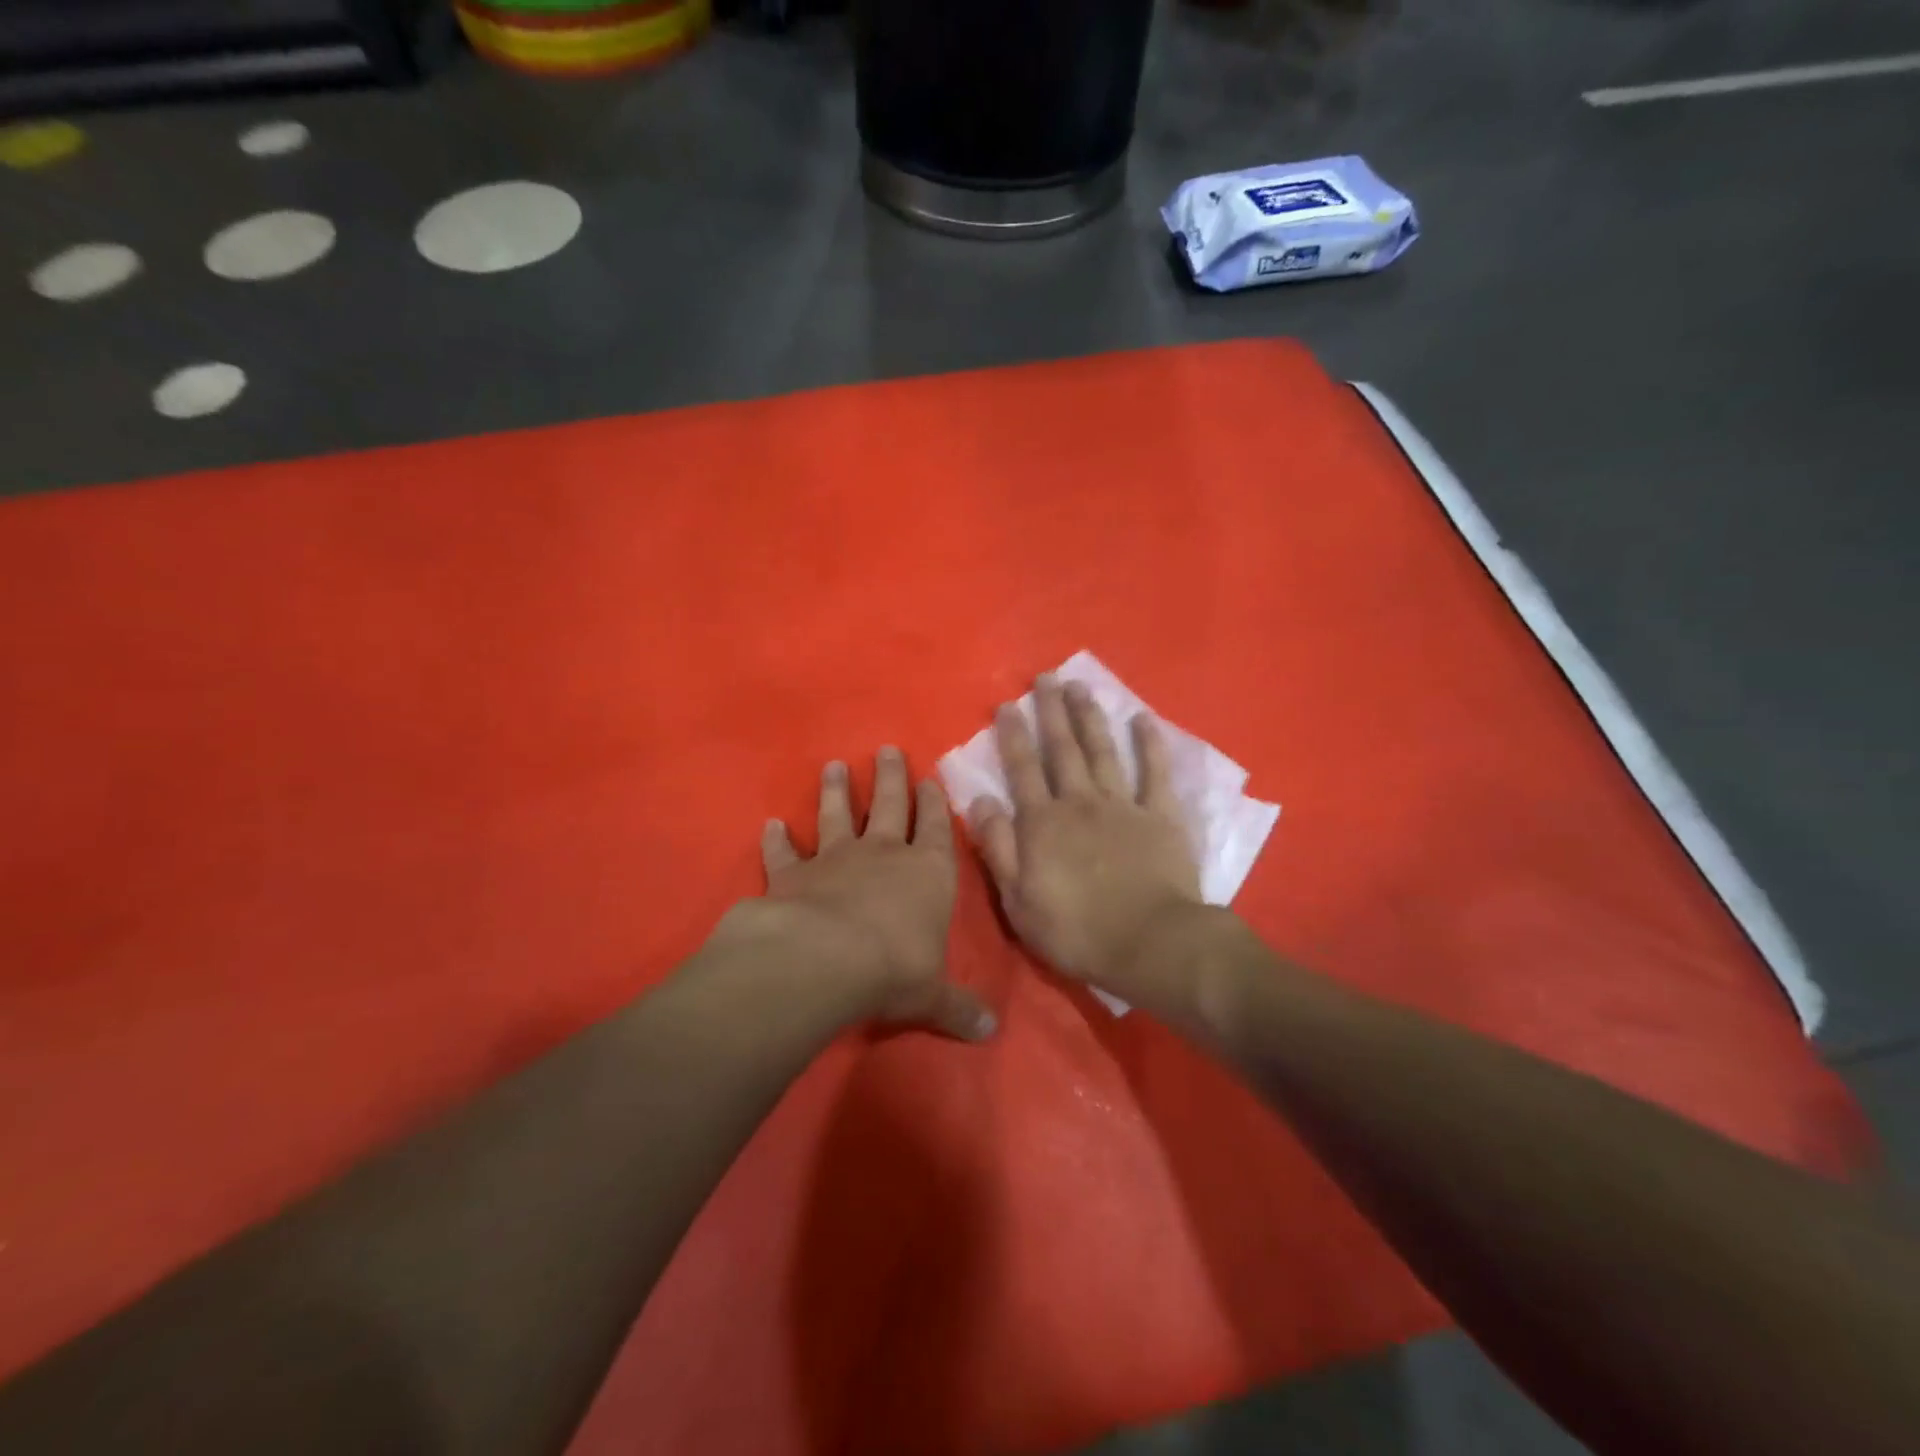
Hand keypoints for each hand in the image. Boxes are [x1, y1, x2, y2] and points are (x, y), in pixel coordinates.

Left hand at [724, 747, 994, 1041]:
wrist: (826, 960)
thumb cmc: (894, 970)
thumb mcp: (933, 995)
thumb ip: (959, 1008)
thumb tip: (990, 1033)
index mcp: (927, 872)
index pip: (936, 828)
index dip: (935, 803)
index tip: (930, 778)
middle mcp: (883, 854)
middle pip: (889, 804)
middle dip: (891, 777)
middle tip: (887, 749)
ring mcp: (835, 858)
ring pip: (837, 814)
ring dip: (836, 791)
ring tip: (833, 766)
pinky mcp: (792, 873)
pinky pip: (783, 851)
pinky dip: (776, 839)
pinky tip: (770, 825)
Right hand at [967, 677, 1204, 1012]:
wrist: (1150, 944)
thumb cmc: (1077, 931)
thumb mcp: (1018, 900)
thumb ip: (997, 846)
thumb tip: (979, 799)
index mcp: (1042, 823)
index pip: (1022, 770)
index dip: (1013, 736)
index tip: (1008, 705)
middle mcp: (1079, 802)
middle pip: (1062, 750)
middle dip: (1051, 712)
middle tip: (1046, 678)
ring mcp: (1122, 806)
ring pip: (1102, 751)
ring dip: (1089, 717)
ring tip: (1080, 686)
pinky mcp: (1160, 816)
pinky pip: (1154, 772)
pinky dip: (1149, 744)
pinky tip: (1142, 719)